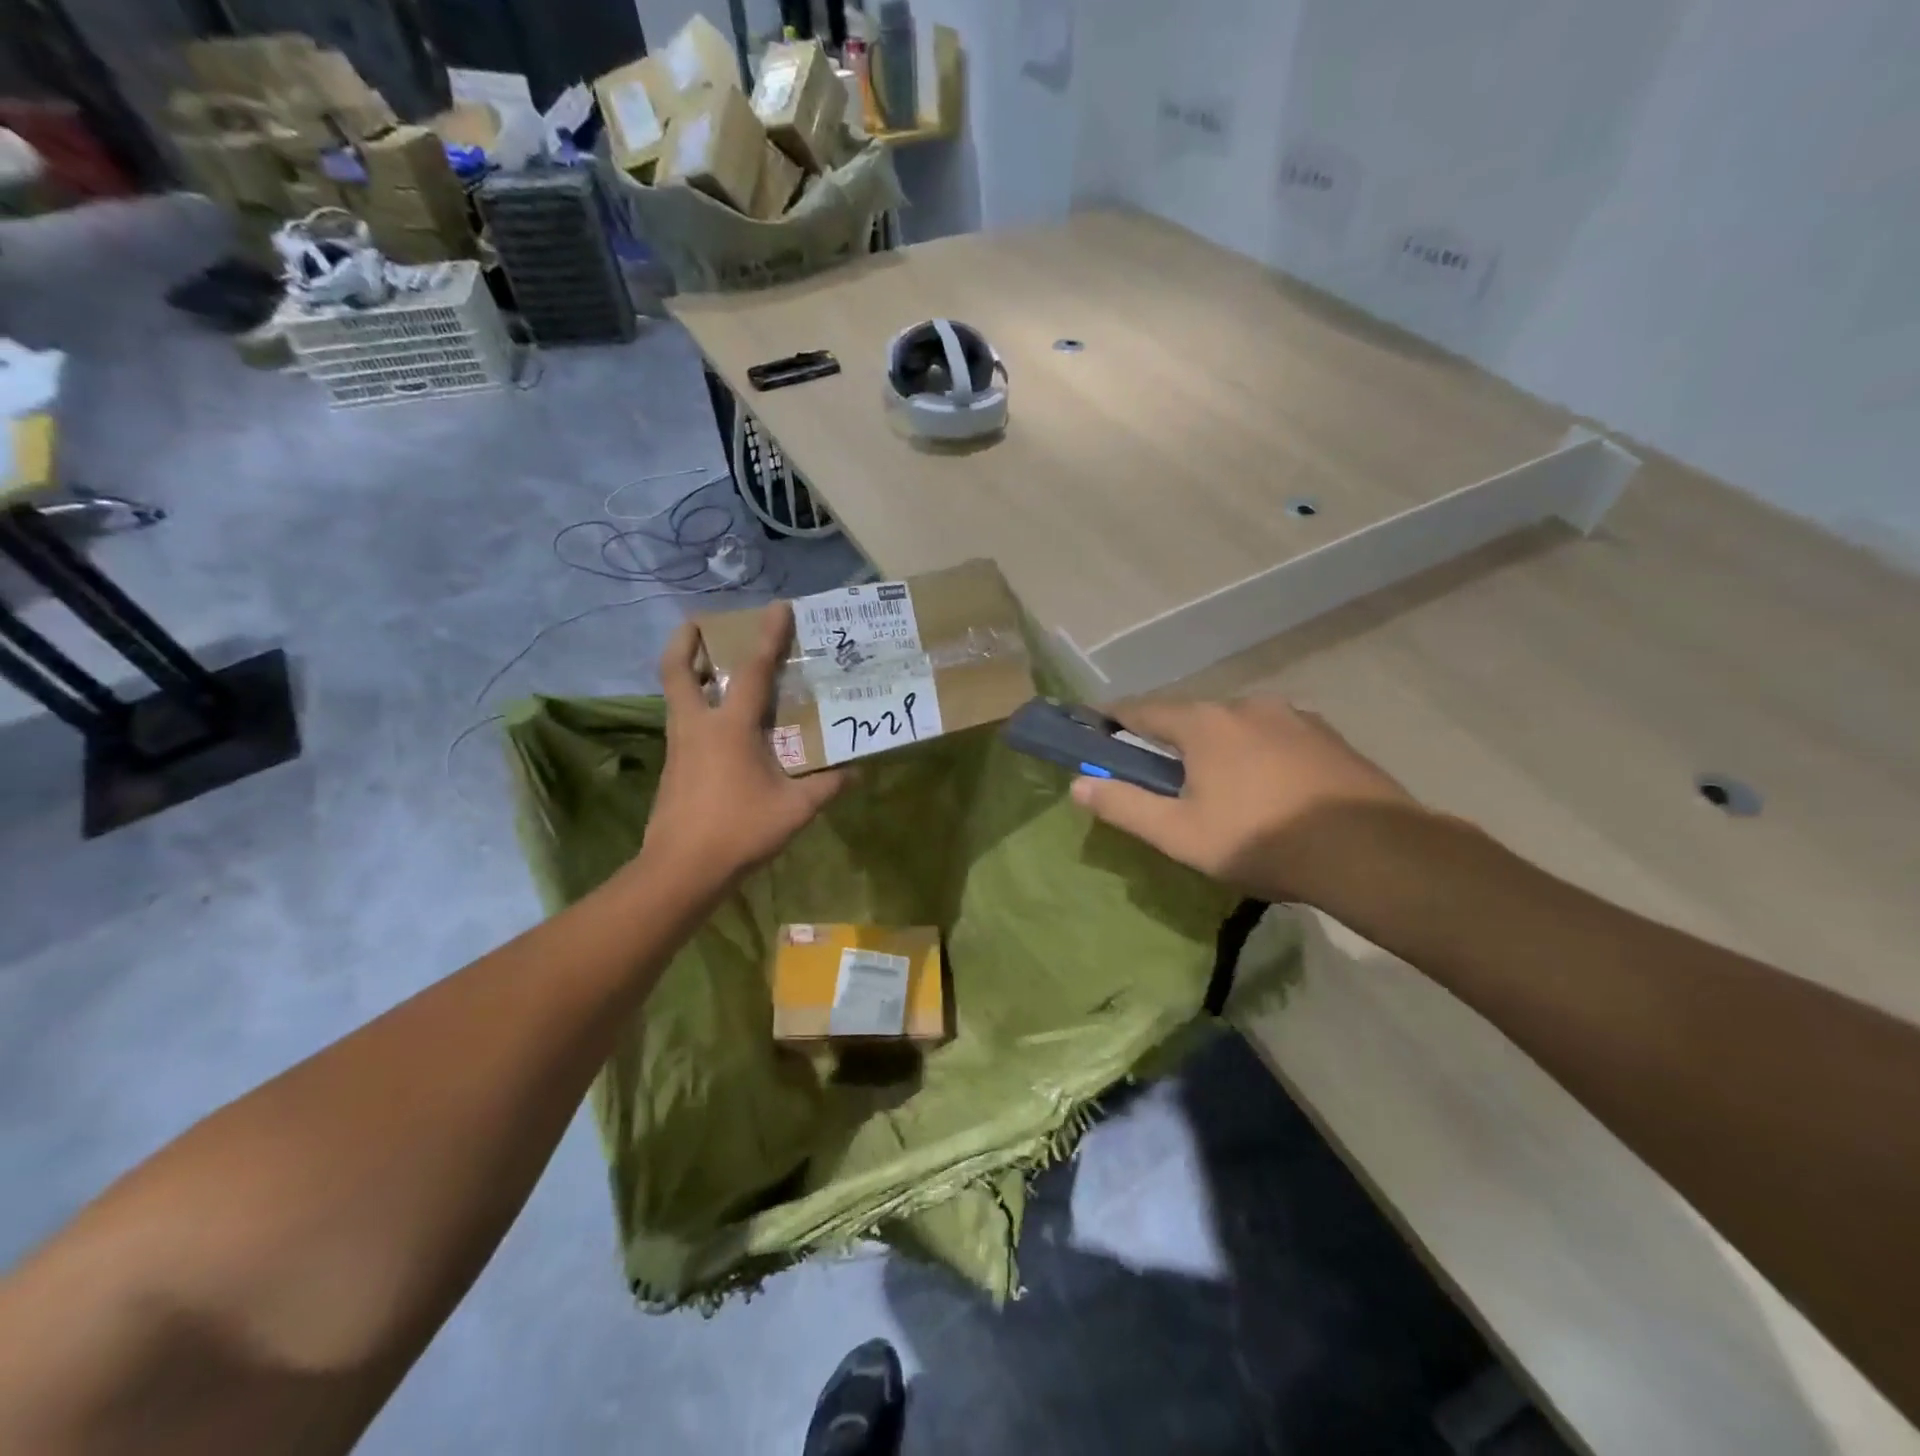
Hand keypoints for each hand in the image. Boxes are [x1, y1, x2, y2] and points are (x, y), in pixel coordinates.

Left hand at [640, 603, 846, 892]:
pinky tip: (719, 723)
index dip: (767, 637)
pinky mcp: (673, 767)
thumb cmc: (739, 831)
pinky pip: (683, 721)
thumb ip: (827, 787)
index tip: (777, 608)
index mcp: (730, 728)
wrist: (681, 870)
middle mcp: (697, 726)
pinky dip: (695, 706)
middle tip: (703, 624)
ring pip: (675, 695)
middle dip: (685, 640)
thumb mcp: (795, 809)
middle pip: (677, 670)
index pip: (752, 671)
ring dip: (689, 672)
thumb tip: (856, 772)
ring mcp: (679, 746)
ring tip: (713, 666)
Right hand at [1070, 697, 1420, 909]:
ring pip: (1235, 725)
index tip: (1096, 731)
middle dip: (1168, 738)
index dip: (1113, 720)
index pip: (1142, 709)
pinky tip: (1267, 788)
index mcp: (1204, 723)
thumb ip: (1124, 806)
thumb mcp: (1179, 834)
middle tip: (1158, 773)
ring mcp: (1293, 716)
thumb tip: (1078, 786)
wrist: (1371, 851)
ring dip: (1215, 746)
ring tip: (1217, 785)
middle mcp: (1246, 705)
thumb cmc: (1261, 840)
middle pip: (1190, 715)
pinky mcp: (1327, 735)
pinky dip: (1256, 753)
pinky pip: (1274, 736)